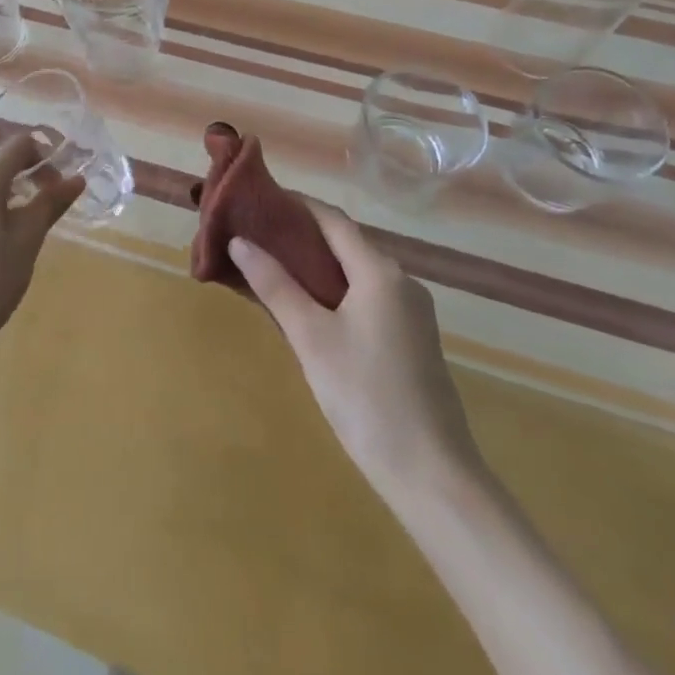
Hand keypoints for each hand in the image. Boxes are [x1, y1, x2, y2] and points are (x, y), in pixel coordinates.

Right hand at [228, 201, 482, 514]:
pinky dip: (335, 290)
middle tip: (256, 235)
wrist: (433, 476)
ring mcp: (411, 313)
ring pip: (356, 273)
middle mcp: (401, 282)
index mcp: (380, 272)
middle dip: (301, 235)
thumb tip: (240, 241)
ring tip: (272, 267)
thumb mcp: (311, 338)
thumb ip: (275, 285)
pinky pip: (367, 297)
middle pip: (345, 243)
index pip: (332, 219)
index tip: (259, 198)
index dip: (297, 204)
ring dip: (316, 265)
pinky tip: (308, 308)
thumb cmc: (366, 397)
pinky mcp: (412, 340)